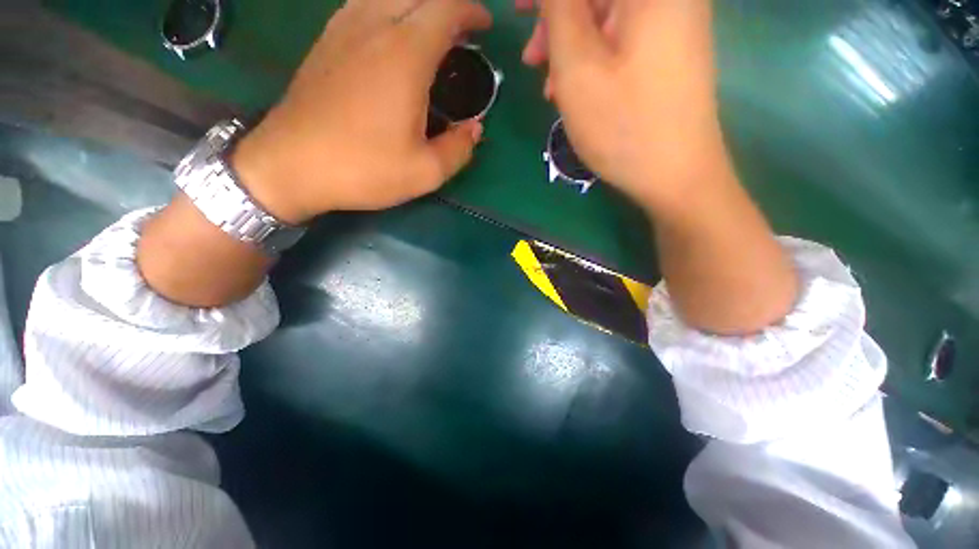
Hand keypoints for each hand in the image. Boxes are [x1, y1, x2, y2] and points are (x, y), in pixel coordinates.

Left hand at [232, 0, 491, 224]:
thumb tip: (474, 129)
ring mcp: (343, 30)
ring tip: (431, 30)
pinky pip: (362, 5)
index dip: (470, 11)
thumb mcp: (424, 172)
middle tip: (462, 30)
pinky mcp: (325, 42)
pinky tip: (392, 33)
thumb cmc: (363, 169)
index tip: (484, 26)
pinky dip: (387, 8)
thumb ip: (459, 150)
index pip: (445, 9)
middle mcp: (374, 27)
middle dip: (446, 4)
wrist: (291, 165)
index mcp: (404, 55)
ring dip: (416, 4)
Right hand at [517, 0, 721, 211]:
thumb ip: (559, 10)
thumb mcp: (578, 67)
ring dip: (571, 45)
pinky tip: (576, 89)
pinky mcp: (669, 50)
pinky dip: (593, 58)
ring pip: (607, 17)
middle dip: (558, 19)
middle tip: (531, 57)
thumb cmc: (623, 124)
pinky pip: (621, 39)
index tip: (520, 10)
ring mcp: (672, 23)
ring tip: (550, 87)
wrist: (675, 174)